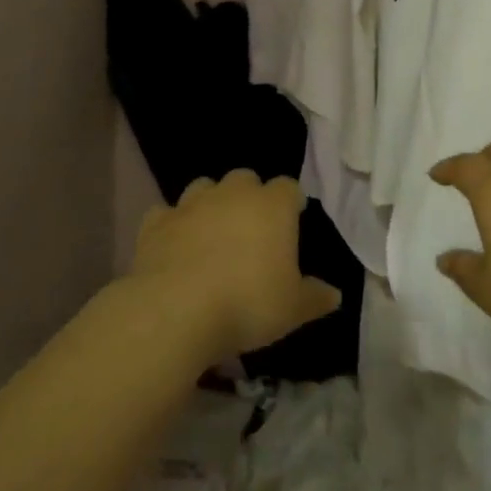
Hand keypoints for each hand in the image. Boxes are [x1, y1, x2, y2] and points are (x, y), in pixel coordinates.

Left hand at [129, 170, 341, 366]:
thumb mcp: (293, 309)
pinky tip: (173, 245)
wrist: (176, 310)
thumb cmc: (248, 303)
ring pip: (205, 187)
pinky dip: (172, 224)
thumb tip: (334, 294)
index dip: (291, 202)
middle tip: (252, 228)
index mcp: (272, 206)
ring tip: (212, 233)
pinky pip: (166, 213)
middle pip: (245, 179)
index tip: (293, 220)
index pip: (288, 187)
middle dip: (250, 196)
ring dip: (211, 203)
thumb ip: (316, 297)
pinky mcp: (156, 222)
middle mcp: (232, 194)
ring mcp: (191, 204)